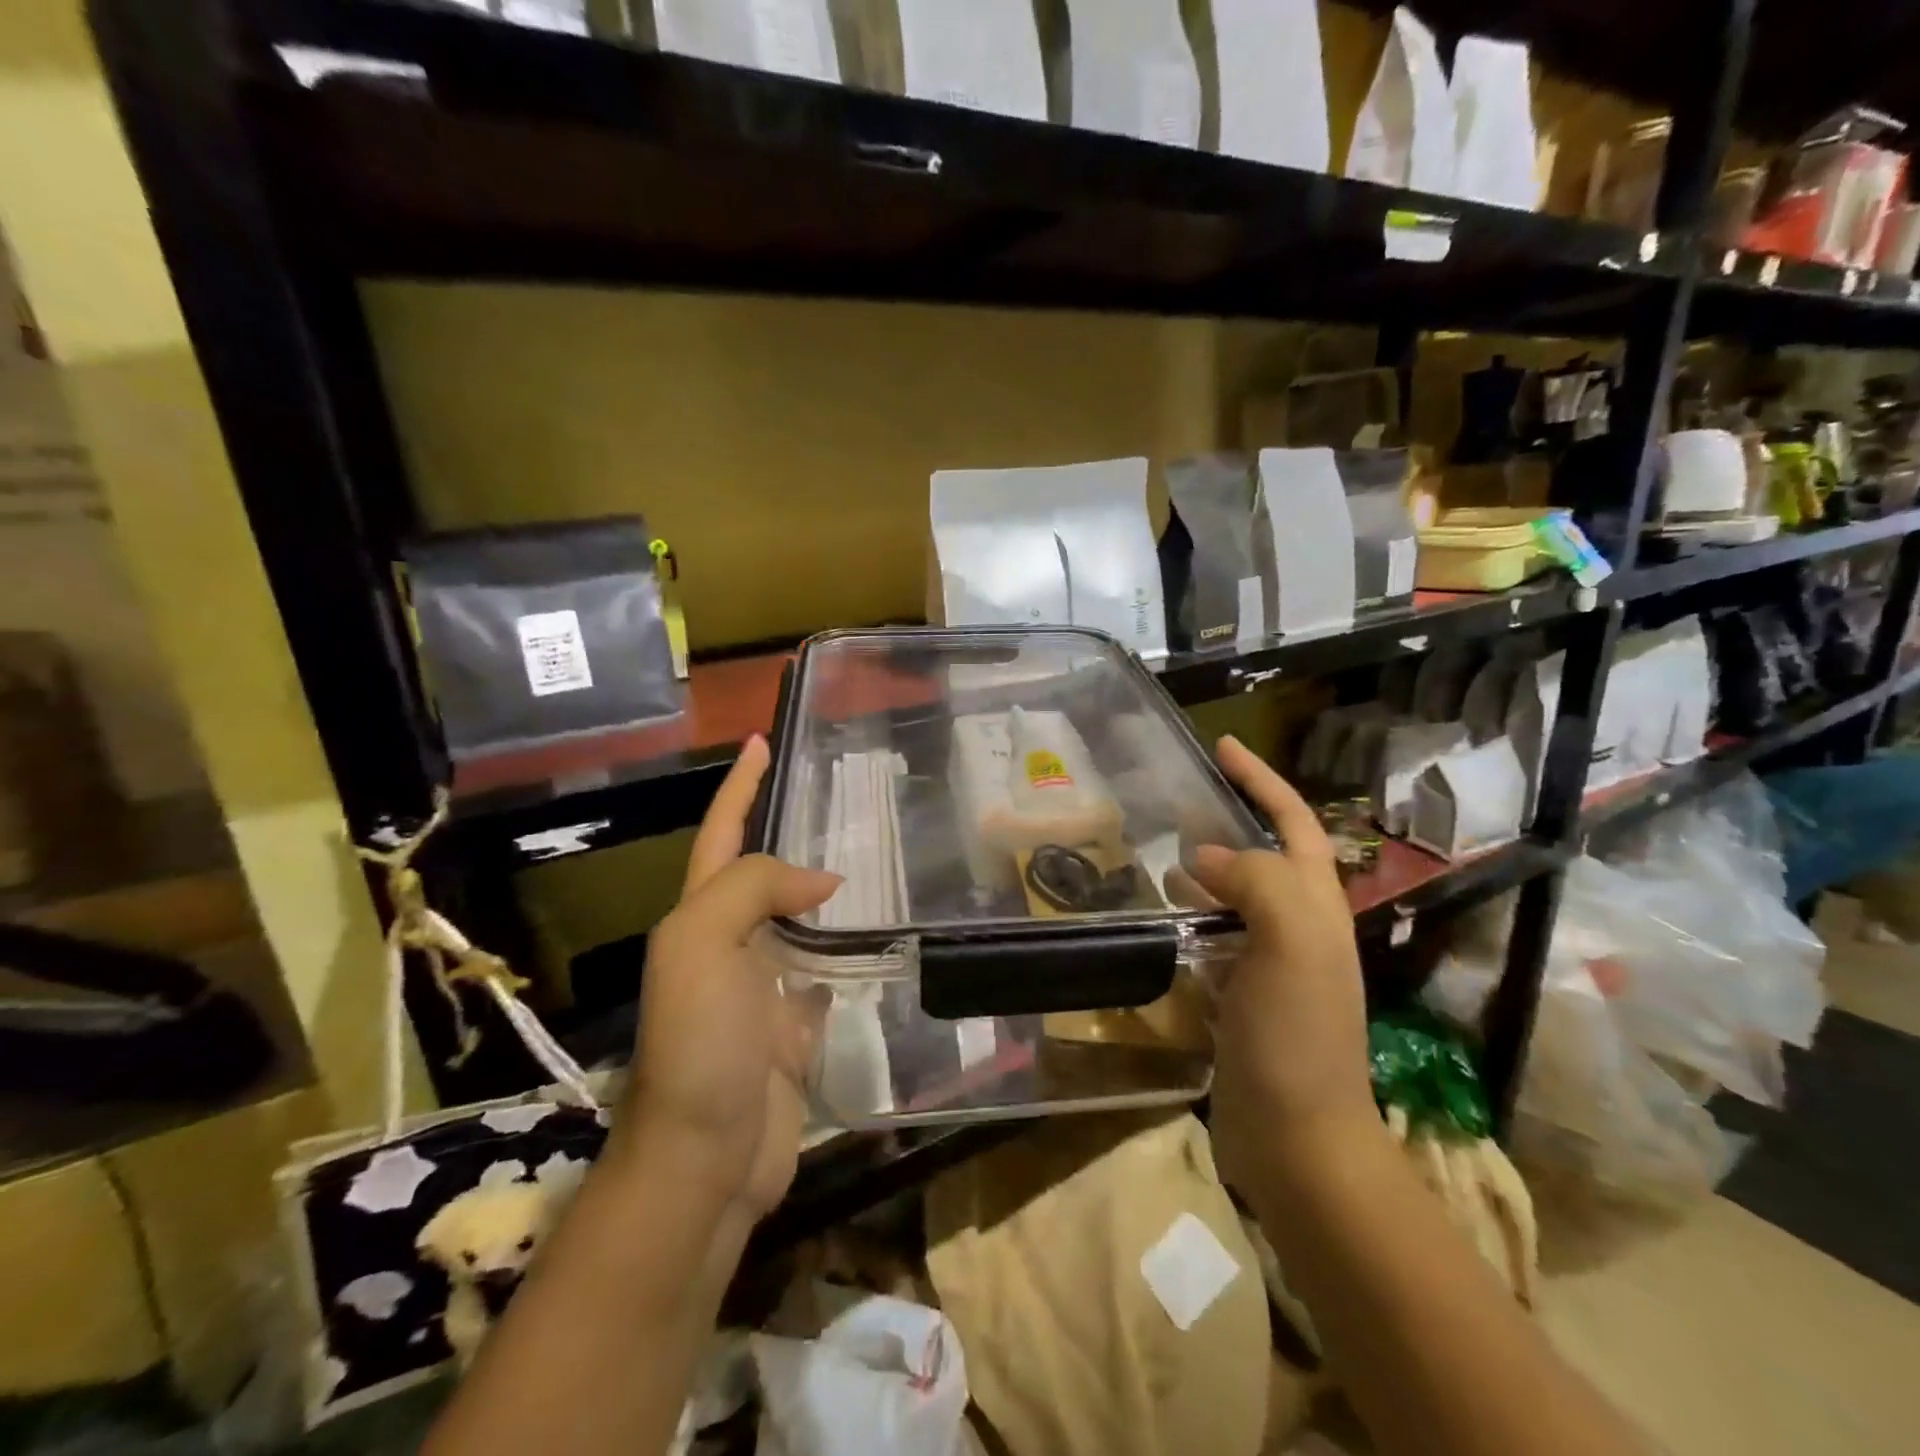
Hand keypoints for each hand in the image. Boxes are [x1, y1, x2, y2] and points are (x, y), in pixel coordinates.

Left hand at [620, 736, 838, 1222]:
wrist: (706, 1161)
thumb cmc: (699, 1044)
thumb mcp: (702, 946)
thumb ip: (753, 890)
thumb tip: (825, 881)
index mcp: (701, 918)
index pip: (722, 834)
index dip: (740, 786)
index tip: (762, 739)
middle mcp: (731, 945)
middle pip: (763, 873)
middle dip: (791, 833)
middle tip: (841, 798)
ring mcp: (764, 989)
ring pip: (801, 922)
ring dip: (826, 891)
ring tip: (875, 855)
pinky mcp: (796, 1028)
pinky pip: (827, 973)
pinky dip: (848, 952)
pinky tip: (880, 936)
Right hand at [1189, 737, 1382, 1200]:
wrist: (1300, 1140)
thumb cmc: (1298, 1037)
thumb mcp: (1292, 943)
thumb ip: (1256, 883)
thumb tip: (1205, 856)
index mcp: (1315, 906)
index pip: (1292, 823)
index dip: (1261, 780)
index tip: (1223, 745)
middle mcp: (1298, 928)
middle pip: (1265, 856)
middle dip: (1232, 820)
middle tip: (1179, 800)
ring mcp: (1269, 965)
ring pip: (1234, 897)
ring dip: (1204, 870)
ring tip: (1155, 855)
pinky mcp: (1241, 998)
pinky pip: (1213, 939)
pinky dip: (1188, 919)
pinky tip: (1158, 919)